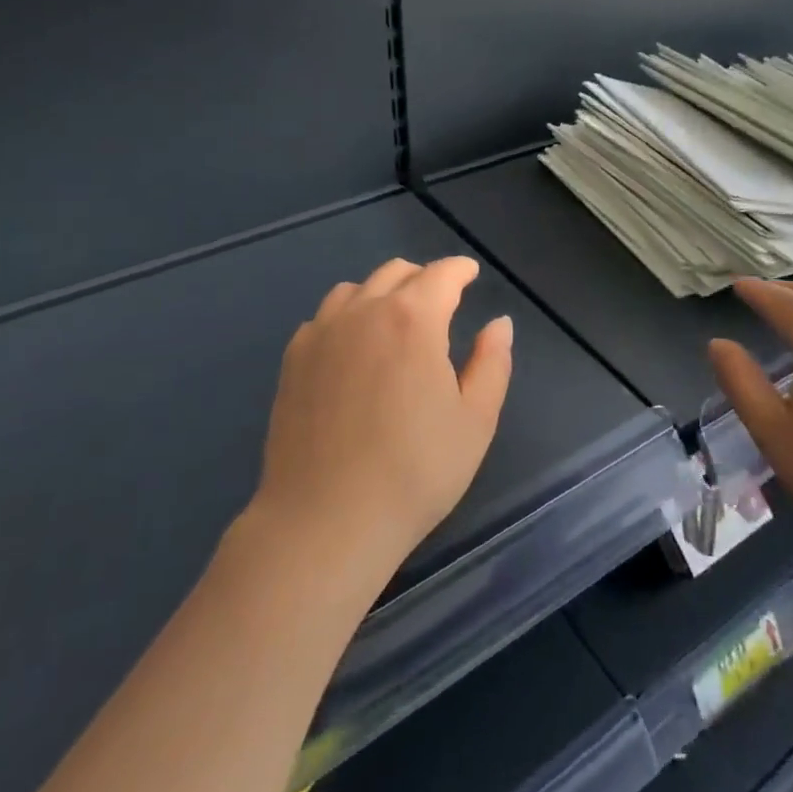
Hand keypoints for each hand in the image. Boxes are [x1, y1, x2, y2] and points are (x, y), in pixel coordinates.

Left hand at [251, 257, 513, 579]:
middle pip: (396, 272)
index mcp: (414, 319)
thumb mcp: (475, 421)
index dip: (460, 270)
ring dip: (382, 293)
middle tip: (440, 302)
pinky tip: (352, 349)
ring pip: (356, 289)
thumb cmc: (414, 472)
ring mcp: (322, 333)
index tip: (471, 275)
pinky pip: (324, 317)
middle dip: (424, 278)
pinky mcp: (293, 359)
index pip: (441, 274)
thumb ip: (492, 363)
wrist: (325, 522)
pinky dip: (346, 317)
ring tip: (395, 322)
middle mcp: (364, 311)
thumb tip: (499, 324)